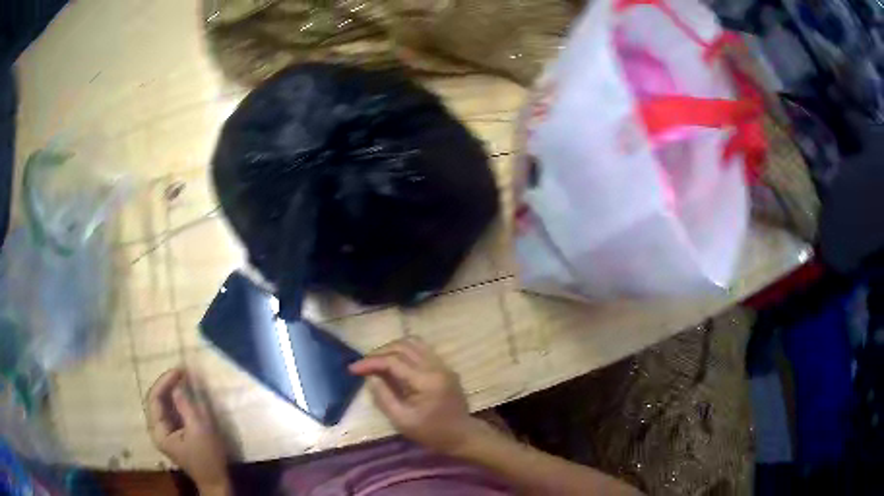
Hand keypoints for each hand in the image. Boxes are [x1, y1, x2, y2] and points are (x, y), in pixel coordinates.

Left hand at [145, 368, 230, 493]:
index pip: (154, 398)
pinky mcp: (173, 434)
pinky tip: (183, 394)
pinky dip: (175, 400)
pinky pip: (169, 411)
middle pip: (155, 400)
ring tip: (183, 379)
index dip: (164, 382)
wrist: (216, 481)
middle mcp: (157, 430)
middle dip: (166, 384)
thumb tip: (177, 385)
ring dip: (170, 390)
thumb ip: (186, 407)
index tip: (179, 371)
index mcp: (159, 431)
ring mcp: (164, 433)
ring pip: (162, 404)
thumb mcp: (200, 430)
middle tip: (181, 372)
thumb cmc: (208, 457)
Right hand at [349, 337, 482, 453]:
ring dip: (392, 348)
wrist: (463, 436)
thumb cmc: (432, 433)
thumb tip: (371, 378)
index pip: (394, 361)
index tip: (352, 369)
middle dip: (380, 352)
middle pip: (403, 346)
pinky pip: (422, 350)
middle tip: (364, 365)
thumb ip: (384, 398)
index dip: (371, 362)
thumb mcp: (403, 421)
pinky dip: (405, 352)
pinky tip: (394, 364)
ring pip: (414, 343)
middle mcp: (436, 367)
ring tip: (377, 362)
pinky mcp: (445, 368)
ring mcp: (443, 365)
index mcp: (426, 381)